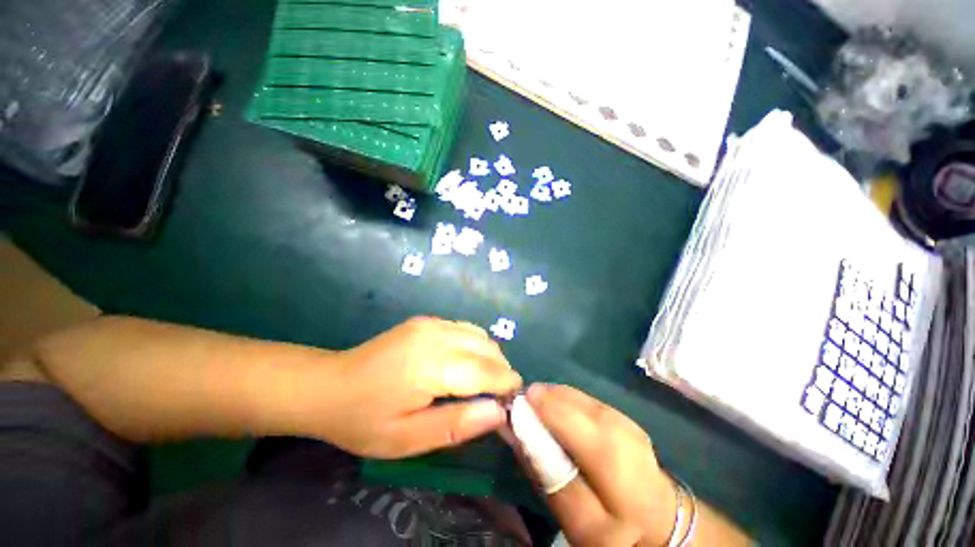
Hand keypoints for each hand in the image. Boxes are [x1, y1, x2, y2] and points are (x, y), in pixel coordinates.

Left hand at [324, 317, 521, 457]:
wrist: (328, 385)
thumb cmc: (363, 419)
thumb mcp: (407, 439)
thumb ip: (456, 425)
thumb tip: (497, 413)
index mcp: (429, 366)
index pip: (484, 371)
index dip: (505, 384)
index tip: (516, 400)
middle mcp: (434, 335)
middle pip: (486, 348)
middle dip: (501, 370)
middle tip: (499, 396)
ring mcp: (430, 323)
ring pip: (478, 334)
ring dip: (490, 356)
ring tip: (485, 380)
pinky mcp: (425, 320)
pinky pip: (464, 328)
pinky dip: (475, 344)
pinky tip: (466, 362)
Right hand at [519, 385, 679, 545]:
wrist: (660, 520)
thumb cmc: (616, 527)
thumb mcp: (578, 520)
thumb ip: (546, 475)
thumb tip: (515, 433)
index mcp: (613, 464)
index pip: (570, 421)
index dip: (541, 406)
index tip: (515, 402)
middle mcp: (621, 431)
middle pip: (573, 403)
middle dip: (543, 397)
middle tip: (521, 402)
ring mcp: (624, 418)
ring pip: (578, 396)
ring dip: (552, 395)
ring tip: (534, 403)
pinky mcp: (621, 414)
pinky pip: (584, 398)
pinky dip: (564, 398)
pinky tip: (555, 406)